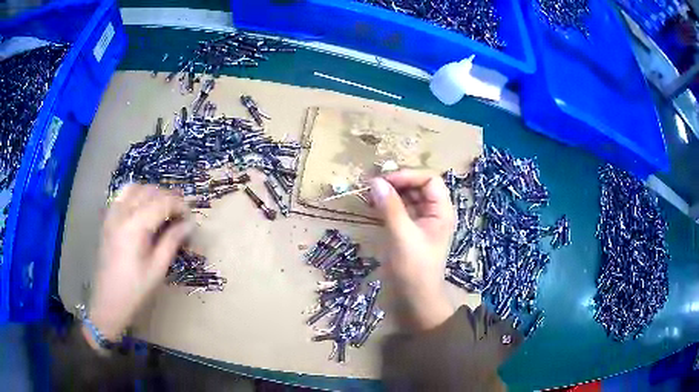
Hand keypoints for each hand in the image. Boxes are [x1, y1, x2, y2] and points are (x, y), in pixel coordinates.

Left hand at [84, 184, 191, 348]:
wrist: (109, 301)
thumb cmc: (135, 290)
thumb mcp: (158, 269)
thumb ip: (172, 241)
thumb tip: (189, 224)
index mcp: (135, 226)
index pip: (163, 202)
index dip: (180, 206)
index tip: (191, 218)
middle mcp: (122, 213)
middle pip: (149, 191)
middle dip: (169, 198)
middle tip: (181, 215)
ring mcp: (112, 214)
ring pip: (135, 188)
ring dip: (152, 193)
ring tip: (163, 209)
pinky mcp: (108, 219)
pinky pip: (122, 195)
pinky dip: (136, 195)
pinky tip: (143, 208)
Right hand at [370, 170, 455, 332]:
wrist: (414, 300)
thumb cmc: (414, 268)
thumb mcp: (402, 235)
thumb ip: (390, 207)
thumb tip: (375, 181)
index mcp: (442, 211)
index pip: (429, 180)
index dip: (408, 176)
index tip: (384, 180)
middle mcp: (433, 213)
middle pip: (417, 186)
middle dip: (396, 182)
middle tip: (371, 185)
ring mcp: (421, 222)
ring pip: (407, 198)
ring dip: (389, 193)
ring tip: (368, 193)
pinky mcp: (408, 231)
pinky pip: (399, 210)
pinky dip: (386, 205)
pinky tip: (371, 205)